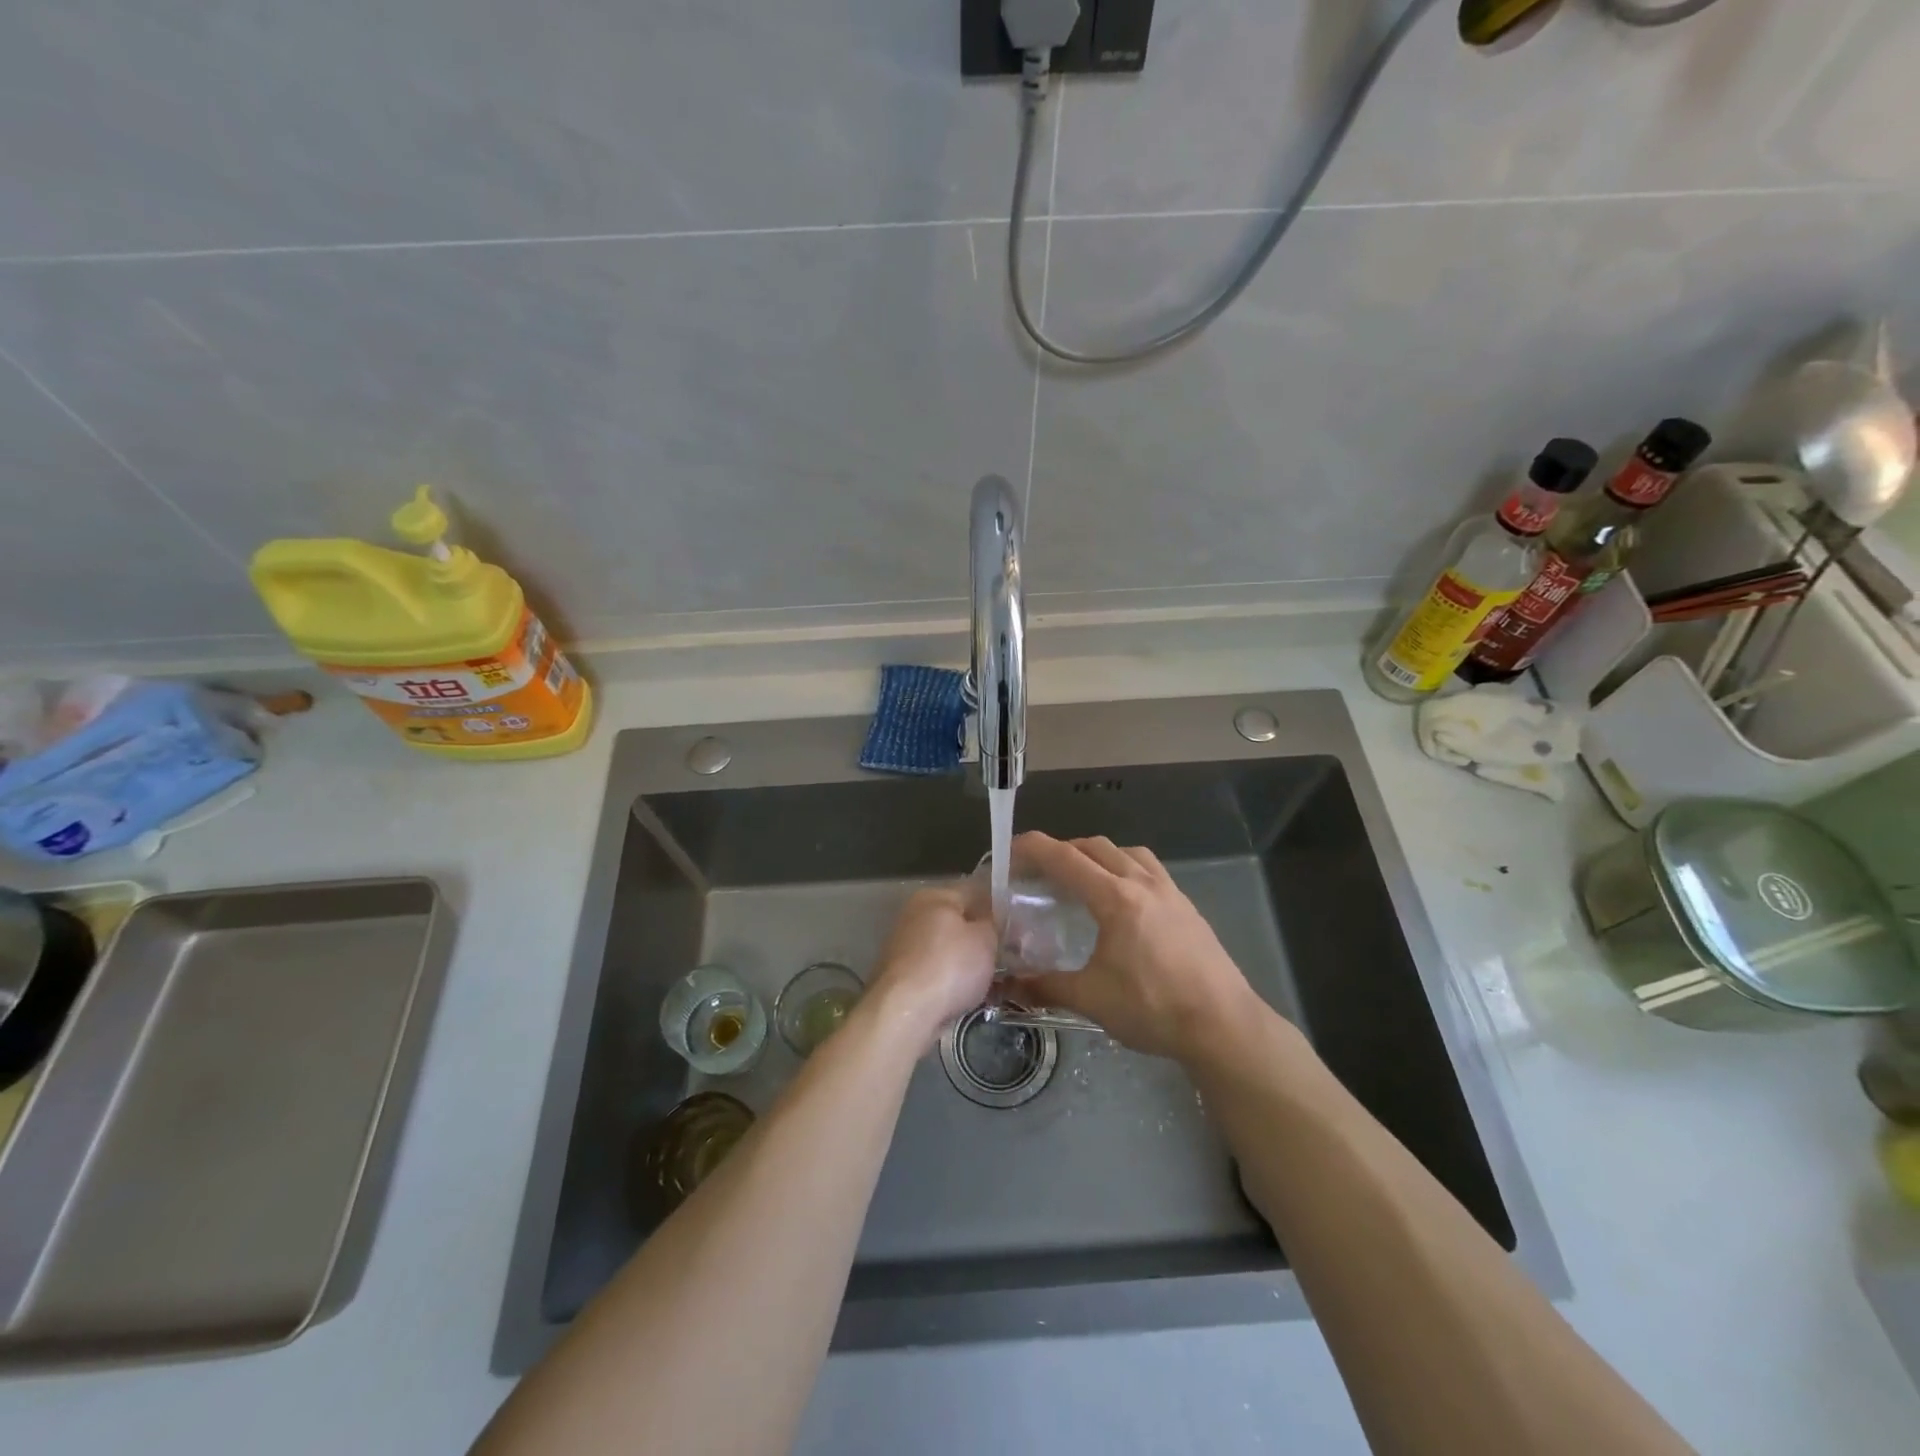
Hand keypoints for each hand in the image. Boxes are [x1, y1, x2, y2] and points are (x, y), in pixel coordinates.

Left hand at [865, 887, 997, 1049]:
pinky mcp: (901, 976)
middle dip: (982, 938)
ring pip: (948, 949)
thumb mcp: (985, 939)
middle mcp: (914, 915)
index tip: (1019, 928)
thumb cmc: (949, 966)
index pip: (974, 892)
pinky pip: (936, 972)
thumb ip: (994, 923)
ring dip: (968, 962)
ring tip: (995, 980)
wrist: (905, 1014)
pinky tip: (969, 995)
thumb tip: (995, 919)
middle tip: (1010, 955)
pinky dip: (952, 981)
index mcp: (934, 896)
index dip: (999, 908)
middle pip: (958, 922)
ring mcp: (904, 946)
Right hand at [1004, 833, 1264, 1062]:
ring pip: (1126, 852)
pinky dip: (1125, 867)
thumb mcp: (1092, 999)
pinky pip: (1149, 868)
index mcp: (1115, 899)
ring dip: (1097, 854)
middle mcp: (1142, 883)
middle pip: (1095, 847)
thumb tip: (1006, 987)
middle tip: (1039, 871)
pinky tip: (1122, 897)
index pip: (1065, 858)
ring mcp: (1170, 891)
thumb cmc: (1154, 1009)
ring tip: (1080, 877)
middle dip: (1062, 850)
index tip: (1009, 848)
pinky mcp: (1187, 906)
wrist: (1224, 1025)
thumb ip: (1045, 987)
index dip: (1033, 848)